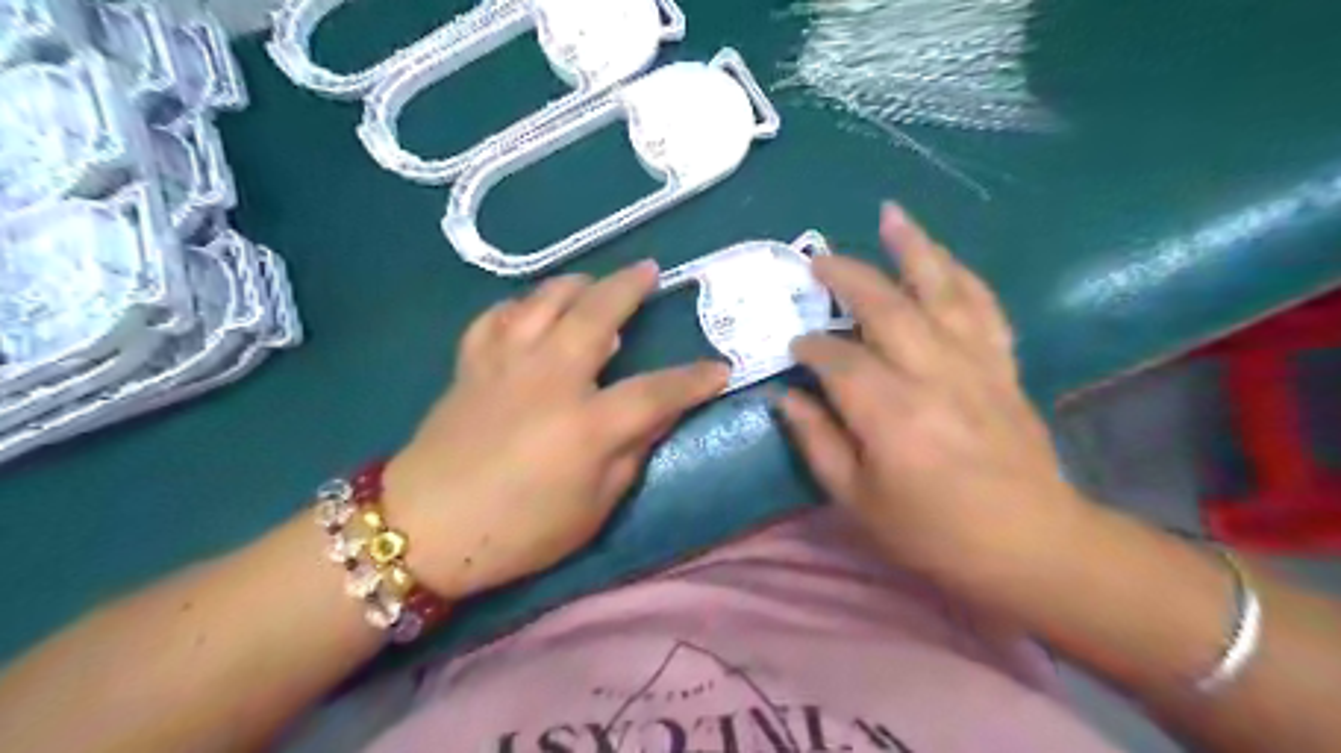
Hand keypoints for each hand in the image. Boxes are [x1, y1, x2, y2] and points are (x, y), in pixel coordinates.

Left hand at [381, 261, 729, 602]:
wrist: (422, 529)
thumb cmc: (517, 532)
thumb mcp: (591, 510)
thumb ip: (630, 456)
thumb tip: (658, 417)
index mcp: (587, 424)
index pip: (657, 391)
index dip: (694, 379)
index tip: (721, 369)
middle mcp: (550, 378)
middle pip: (597, 313)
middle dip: (630, 287)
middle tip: (649, 271)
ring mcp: (506, 364)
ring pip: (544, 300)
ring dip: (576, 284)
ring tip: (593, 282)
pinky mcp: (471, 365)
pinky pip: (496, 317)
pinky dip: (518, 306)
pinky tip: (528, 311)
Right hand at [782, 203, 1093, 582]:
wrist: (1032, 543)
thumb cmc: (935, 532)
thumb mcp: (858, 502)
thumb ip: (817, 444)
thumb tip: (787, 400)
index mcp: (889, 412)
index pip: (837, 359)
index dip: (810, 348)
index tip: (793, 347)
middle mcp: (931, 373)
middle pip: (885, 306)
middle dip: (847, 276)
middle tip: (817, 259)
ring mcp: (974, 363)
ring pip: (941, 289)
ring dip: (914, 248)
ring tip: (891, 215)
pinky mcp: (1004, 365)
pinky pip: (984, 307)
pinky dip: (962, 276)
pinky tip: (945, 259)